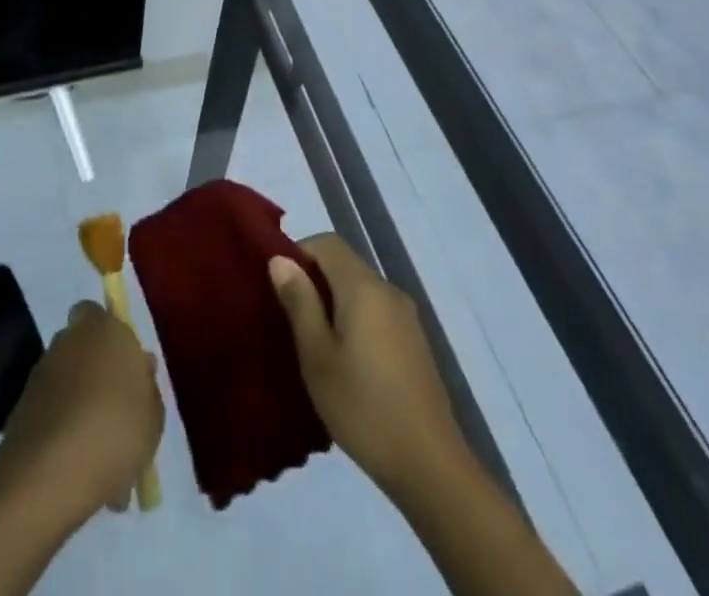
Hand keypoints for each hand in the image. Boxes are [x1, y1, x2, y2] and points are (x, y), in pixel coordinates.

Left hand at [0, 302, 163, 524]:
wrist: (50, 474)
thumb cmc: (115, 429)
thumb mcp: (153, 415)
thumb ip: (148, 387)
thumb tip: (141, 369)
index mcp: (102, 328)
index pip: (95, 313)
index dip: (108, 335)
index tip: (124, 367)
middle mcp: (67, 341)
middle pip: (81, 348)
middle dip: (95, 372)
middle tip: (115, 410)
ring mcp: (41, 374)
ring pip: (67, 383)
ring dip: (80, 406)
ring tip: (102, 453)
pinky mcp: (21, 409)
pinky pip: (51, 414)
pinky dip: (63, 432)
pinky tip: (81, 469)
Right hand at [270, 235, 464, 499]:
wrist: (430, 465)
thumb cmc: (363, 407)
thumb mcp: (317, 357)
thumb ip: (299, 302)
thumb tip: (280, 259)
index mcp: (363, 286)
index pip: (327, 242)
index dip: (299, 253)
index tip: (279, 286)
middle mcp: (388, 290)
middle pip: (345, 263)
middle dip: (314, 279)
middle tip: (289, 317)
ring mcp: (406, 316)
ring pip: (361, 289)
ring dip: (334, 302)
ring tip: (313, 342)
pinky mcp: (415, 342)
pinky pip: (376, 312)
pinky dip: (355, 320)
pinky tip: (345, 361)